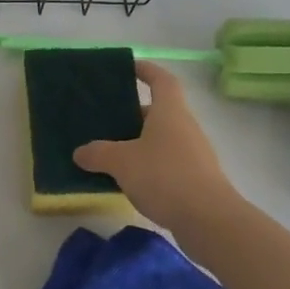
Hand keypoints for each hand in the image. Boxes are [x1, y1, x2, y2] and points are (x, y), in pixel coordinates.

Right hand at [73, 61, 240, 232]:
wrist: (209, 220)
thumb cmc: (165, 176)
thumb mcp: (122, 162)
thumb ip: (98, 154)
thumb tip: (80, 152)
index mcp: (170, 112)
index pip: (161, 80)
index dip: (146, 70)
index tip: (129, 67)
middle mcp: (185, 127)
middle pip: (159, 112)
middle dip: (133, 114)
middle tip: (106, 119)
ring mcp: (193, 154)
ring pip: (161, 140)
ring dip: (138, 143)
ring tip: (110, 153)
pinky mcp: (195, 180)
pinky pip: (166, 163)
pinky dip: (147, 166)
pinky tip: (128, 181)